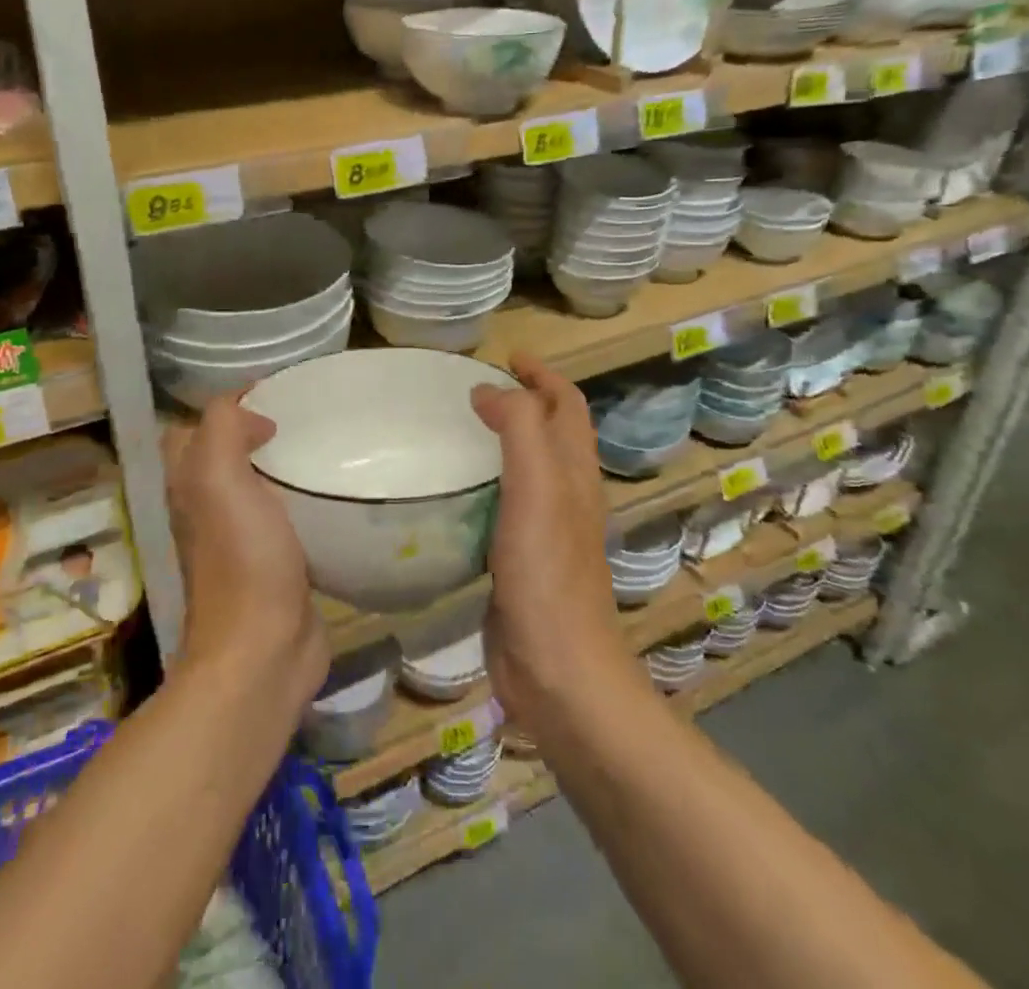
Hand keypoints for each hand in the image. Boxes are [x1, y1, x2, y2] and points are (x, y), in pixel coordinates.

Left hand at [164, 395, 327, 709]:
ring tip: (318, 445)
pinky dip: (297, 497)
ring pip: (252, 485)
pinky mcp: (272, 562)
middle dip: (251, 430)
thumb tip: (252, 416)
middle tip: (298, 416)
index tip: (272, 392)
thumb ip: (223, 430)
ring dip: (277, 464)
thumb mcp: (220, 479)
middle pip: (221, 455)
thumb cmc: (242, 559)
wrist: (263, 651)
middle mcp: (206, 509)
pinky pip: (281, 514)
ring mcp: (238, 539)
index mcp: (189, 486)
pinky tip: (325, 491)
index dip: (223, 406)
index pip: (191, 430)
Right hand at [472, 354, 635, 734]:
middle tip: (474, 391)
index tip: (507, 357)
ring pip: (529, 470)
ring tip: (459, 432)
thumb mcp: (536, 489)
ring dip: (504, 443)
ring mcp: (545, 532)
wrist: (558, 672)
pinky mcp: (521, 562)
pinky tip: (454, 494)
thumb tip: (490, 390)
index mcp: (574, 473)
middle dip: (523, 402)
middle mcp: (566, 496)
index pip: (567, 406)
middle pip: (551, 433)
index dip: (543, 375)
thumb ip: (519, 429)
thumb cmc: (547, 575)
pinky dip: (485, 485)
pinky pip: (504, 507)